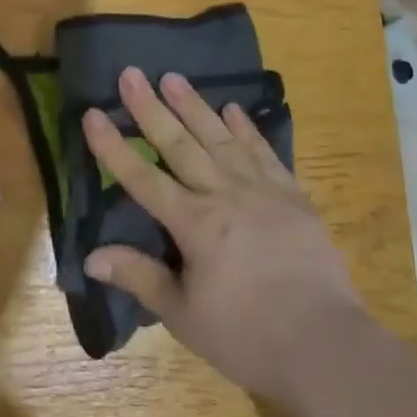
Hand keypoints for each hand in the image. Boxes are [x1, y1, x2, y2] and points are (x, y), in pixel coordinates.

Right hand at [81, 68, 366, 409]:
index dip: (113, 147)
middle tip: (131, 73)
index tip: (92, 113)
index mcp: (193, 223)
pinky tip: (233, 109)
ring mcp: (259, 188)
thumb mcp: (184, 316)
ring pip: (219, 136)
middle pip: (178, 143)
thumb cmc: (246, 336)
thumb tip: (93, 256)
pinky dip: (246, 128)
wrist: (324, 343)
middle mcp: (222, 193)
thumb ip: (140, 278)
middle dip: (150, 108)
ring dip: (194, 105)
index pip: (142, 177)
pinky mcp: (290, 193)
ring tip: (173, 77)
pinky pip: (262, 150)